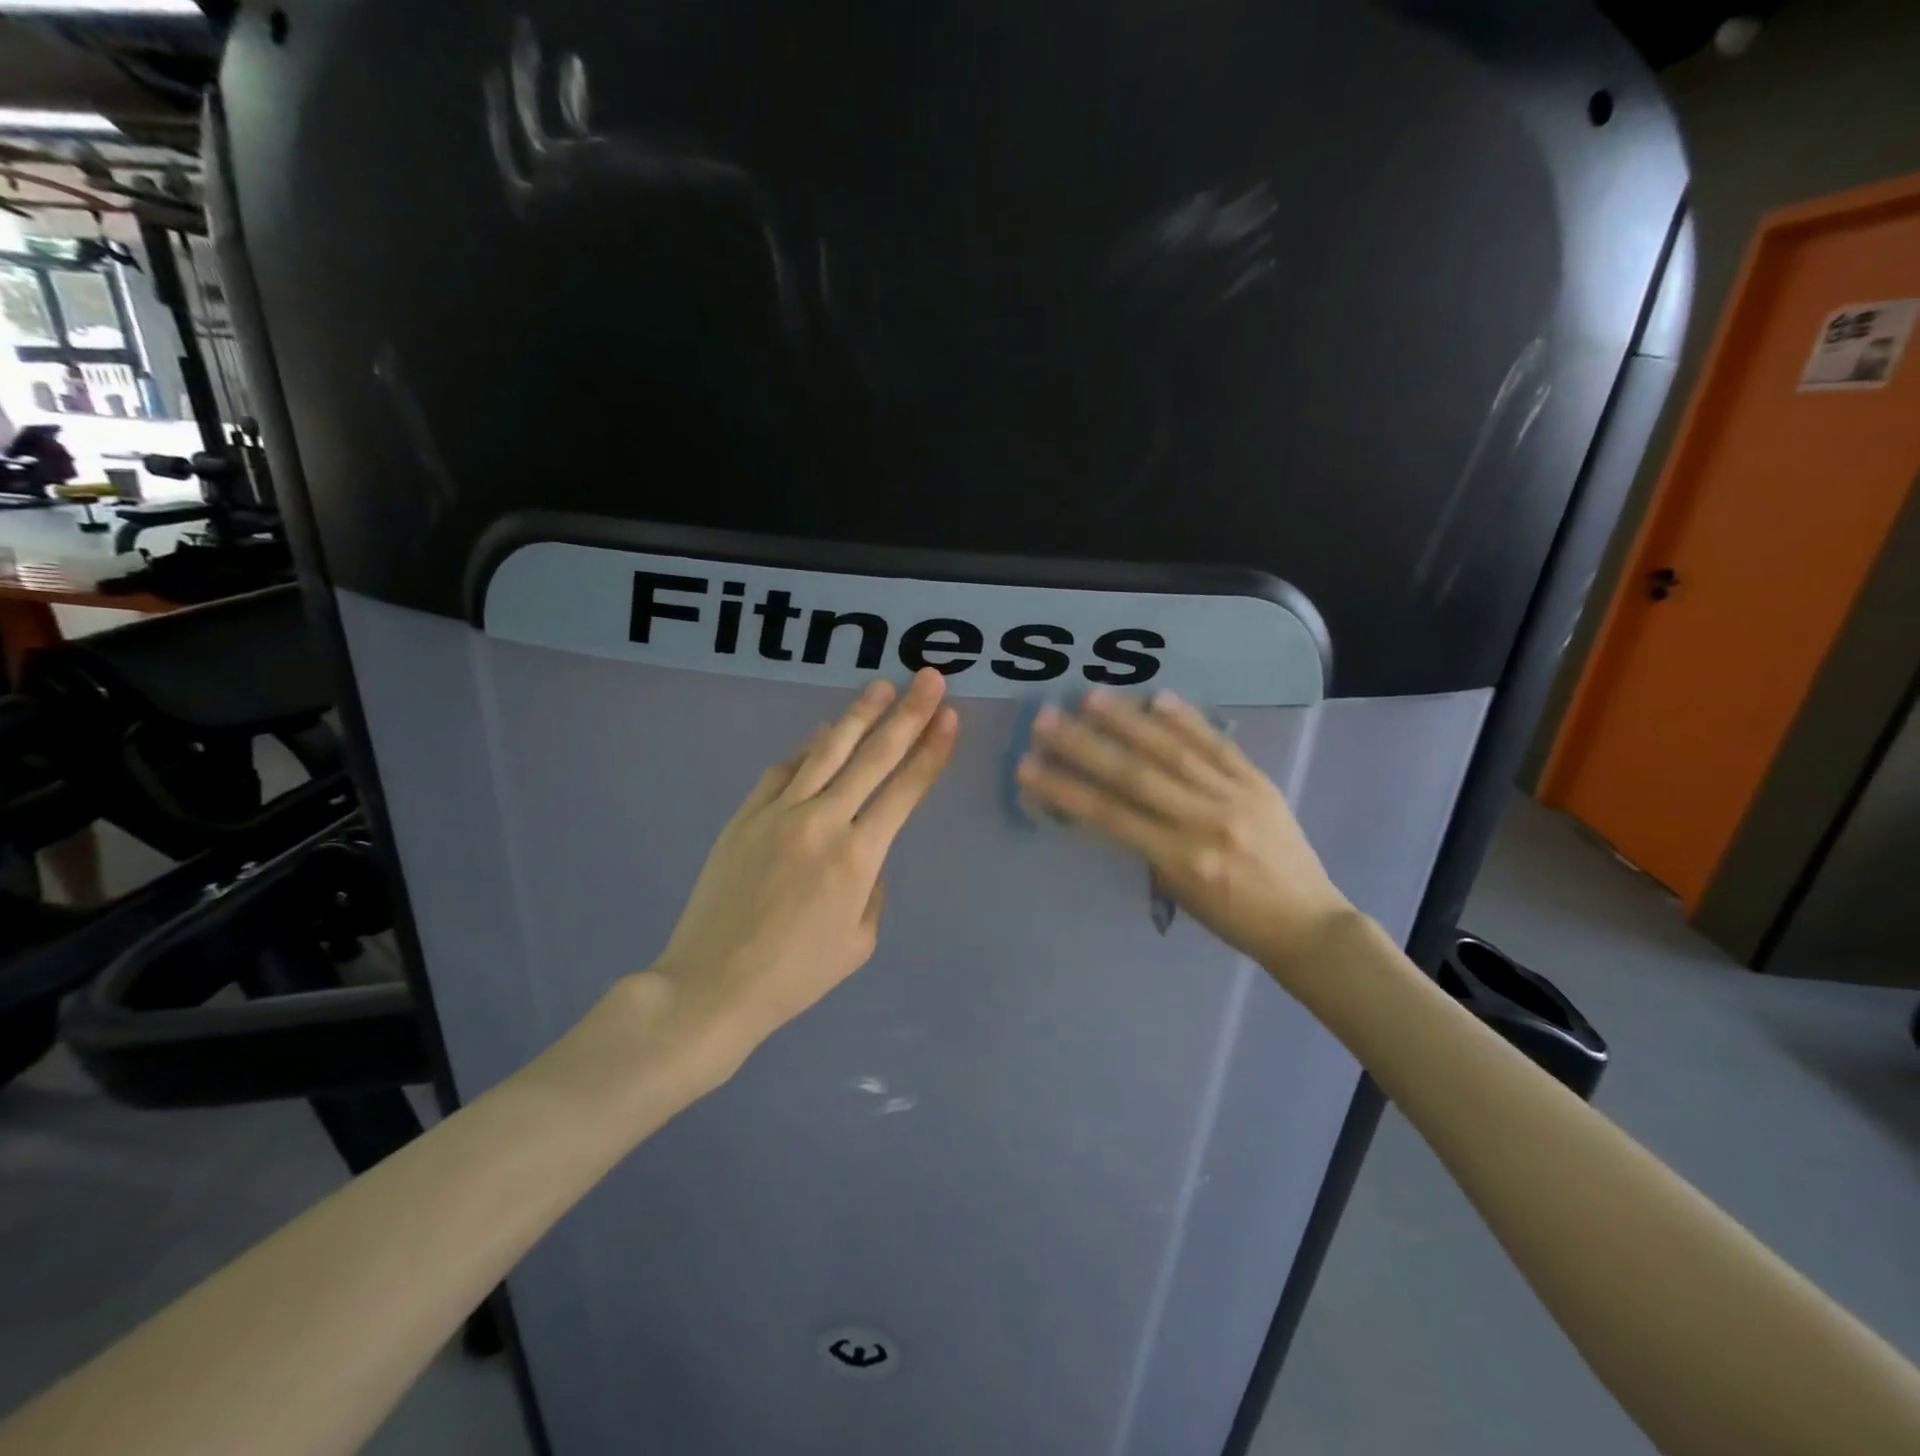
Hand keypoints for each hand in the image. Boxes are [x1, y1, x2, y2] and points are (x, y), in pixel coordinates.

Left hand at [649, 669, 958, 1060]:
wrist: (713, 983)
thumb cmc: (796, 974)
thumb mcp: (859, 941)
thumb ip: (872, 888)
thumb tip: (863, 854)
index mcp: (857, 857)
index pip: (905, 790)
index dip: (931, 751)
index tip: (949, 718)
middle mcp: (822, 821)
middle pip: (872, 756)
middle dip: (907, 714)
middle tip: (929, 679)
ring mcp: (778, 813)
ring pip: (826, 750)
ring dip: (858, 715)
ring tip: (880, 686)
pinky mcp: (745, 815)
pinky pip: (782, 770)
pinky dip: (807, 748)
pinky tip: (822, 733)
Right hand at [1015, 689, 1352, 979]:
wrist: (1307, 924)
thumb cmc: (1233, 920)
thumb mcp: (1178, 892)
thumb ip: (1147, 845)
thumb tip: (1110, 802)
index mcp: (1181, 860)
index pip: (1110, 816)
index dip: (1065, 790)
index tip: (1028, 768)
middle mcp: (1206, 823)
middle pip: (1135, 776)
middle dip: (1085, 746)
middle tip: (1046, 720)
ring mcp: (1236, 797)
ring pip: (1174, 752)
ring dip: (1128, 722)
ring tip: (1091, 698)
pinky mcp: (1260, 782)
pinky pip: (1218, 745)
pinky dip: (1187, 720)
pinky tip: (1158, 697)